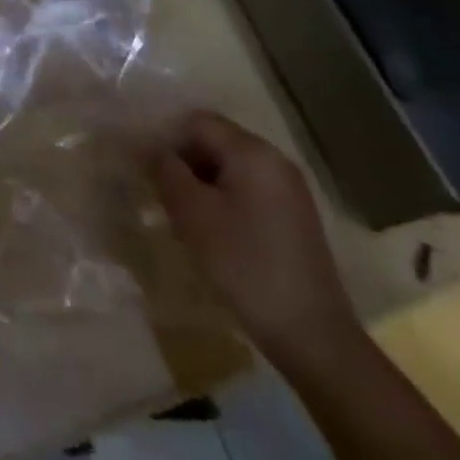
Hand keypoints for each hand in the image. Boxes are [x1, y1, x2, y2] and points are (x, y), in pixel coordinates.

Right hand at [149, 111, 359, 361]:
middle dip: (184, 163)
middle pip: (215, 141)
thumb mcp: (193, 214)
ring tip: (184, 218)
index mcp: (252, 151)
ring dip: (202, 183)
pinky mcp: (295, 217)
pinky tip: (215, 233)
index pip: (196, 122)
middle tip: (163, 196)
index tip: (148, 171)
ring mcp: (289, 189)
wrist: (314, 337)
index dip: (167, 140)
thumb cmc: (246, 265)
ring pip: (230, 168)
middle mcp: (274, 159)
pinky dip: (225, 200)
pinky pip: (249, 190)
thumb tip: (145, 145)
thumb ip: (165, 170)